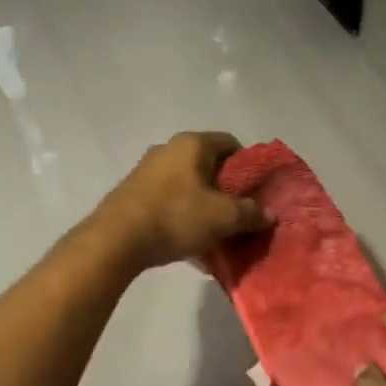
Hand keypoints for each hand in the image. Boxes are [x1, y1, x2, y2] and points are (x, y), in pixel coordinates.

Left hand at [95, 132, 270, 270]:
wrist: (116, 239)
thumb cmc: (176, 216)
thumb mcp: (223, 218)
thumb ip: (250, 213)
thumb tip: (269, 214)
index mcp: (192, 144)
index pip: (231, 143)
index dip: (248, 166)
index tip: (254, 191)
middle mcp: (168, 148)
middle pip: (208, 164)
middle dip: (225, 189)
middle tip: (238, 214)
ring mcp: (147, 169)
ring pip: (187, 183)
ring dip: (203, 204)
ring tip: (215, 232)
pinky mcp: (134, 192)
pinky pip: (169, 199)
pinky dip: (182, 214)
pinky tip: (189, 242)